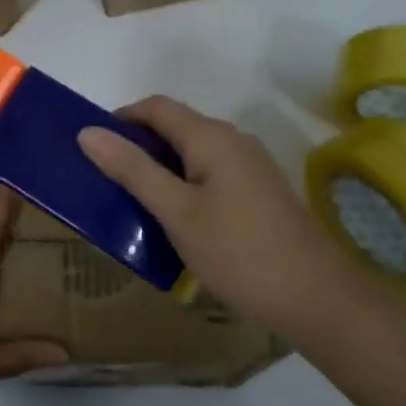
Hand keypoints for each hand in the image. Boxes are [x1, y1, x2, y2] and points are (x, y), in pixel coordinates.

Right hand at [78, 96, 376, 341]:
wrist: (318, 299)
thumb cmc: (238, 252)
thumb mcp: (176, 212)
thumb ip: (132, 169)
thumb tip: (88, 131)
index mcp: (211, 137)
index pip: (156, 107)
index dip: (121, 119)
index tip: (93, 149)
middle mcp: (234, 140)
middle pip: (176, 128)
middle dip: (139, 147)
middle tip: (108, 183)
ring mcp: (252, 167)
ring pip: (194, 154)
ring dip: (161, 170)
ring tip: (136, 204)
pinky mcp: (261, 193)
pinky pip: (211, 175)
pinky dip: (185, 186)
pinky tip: (177, 222)